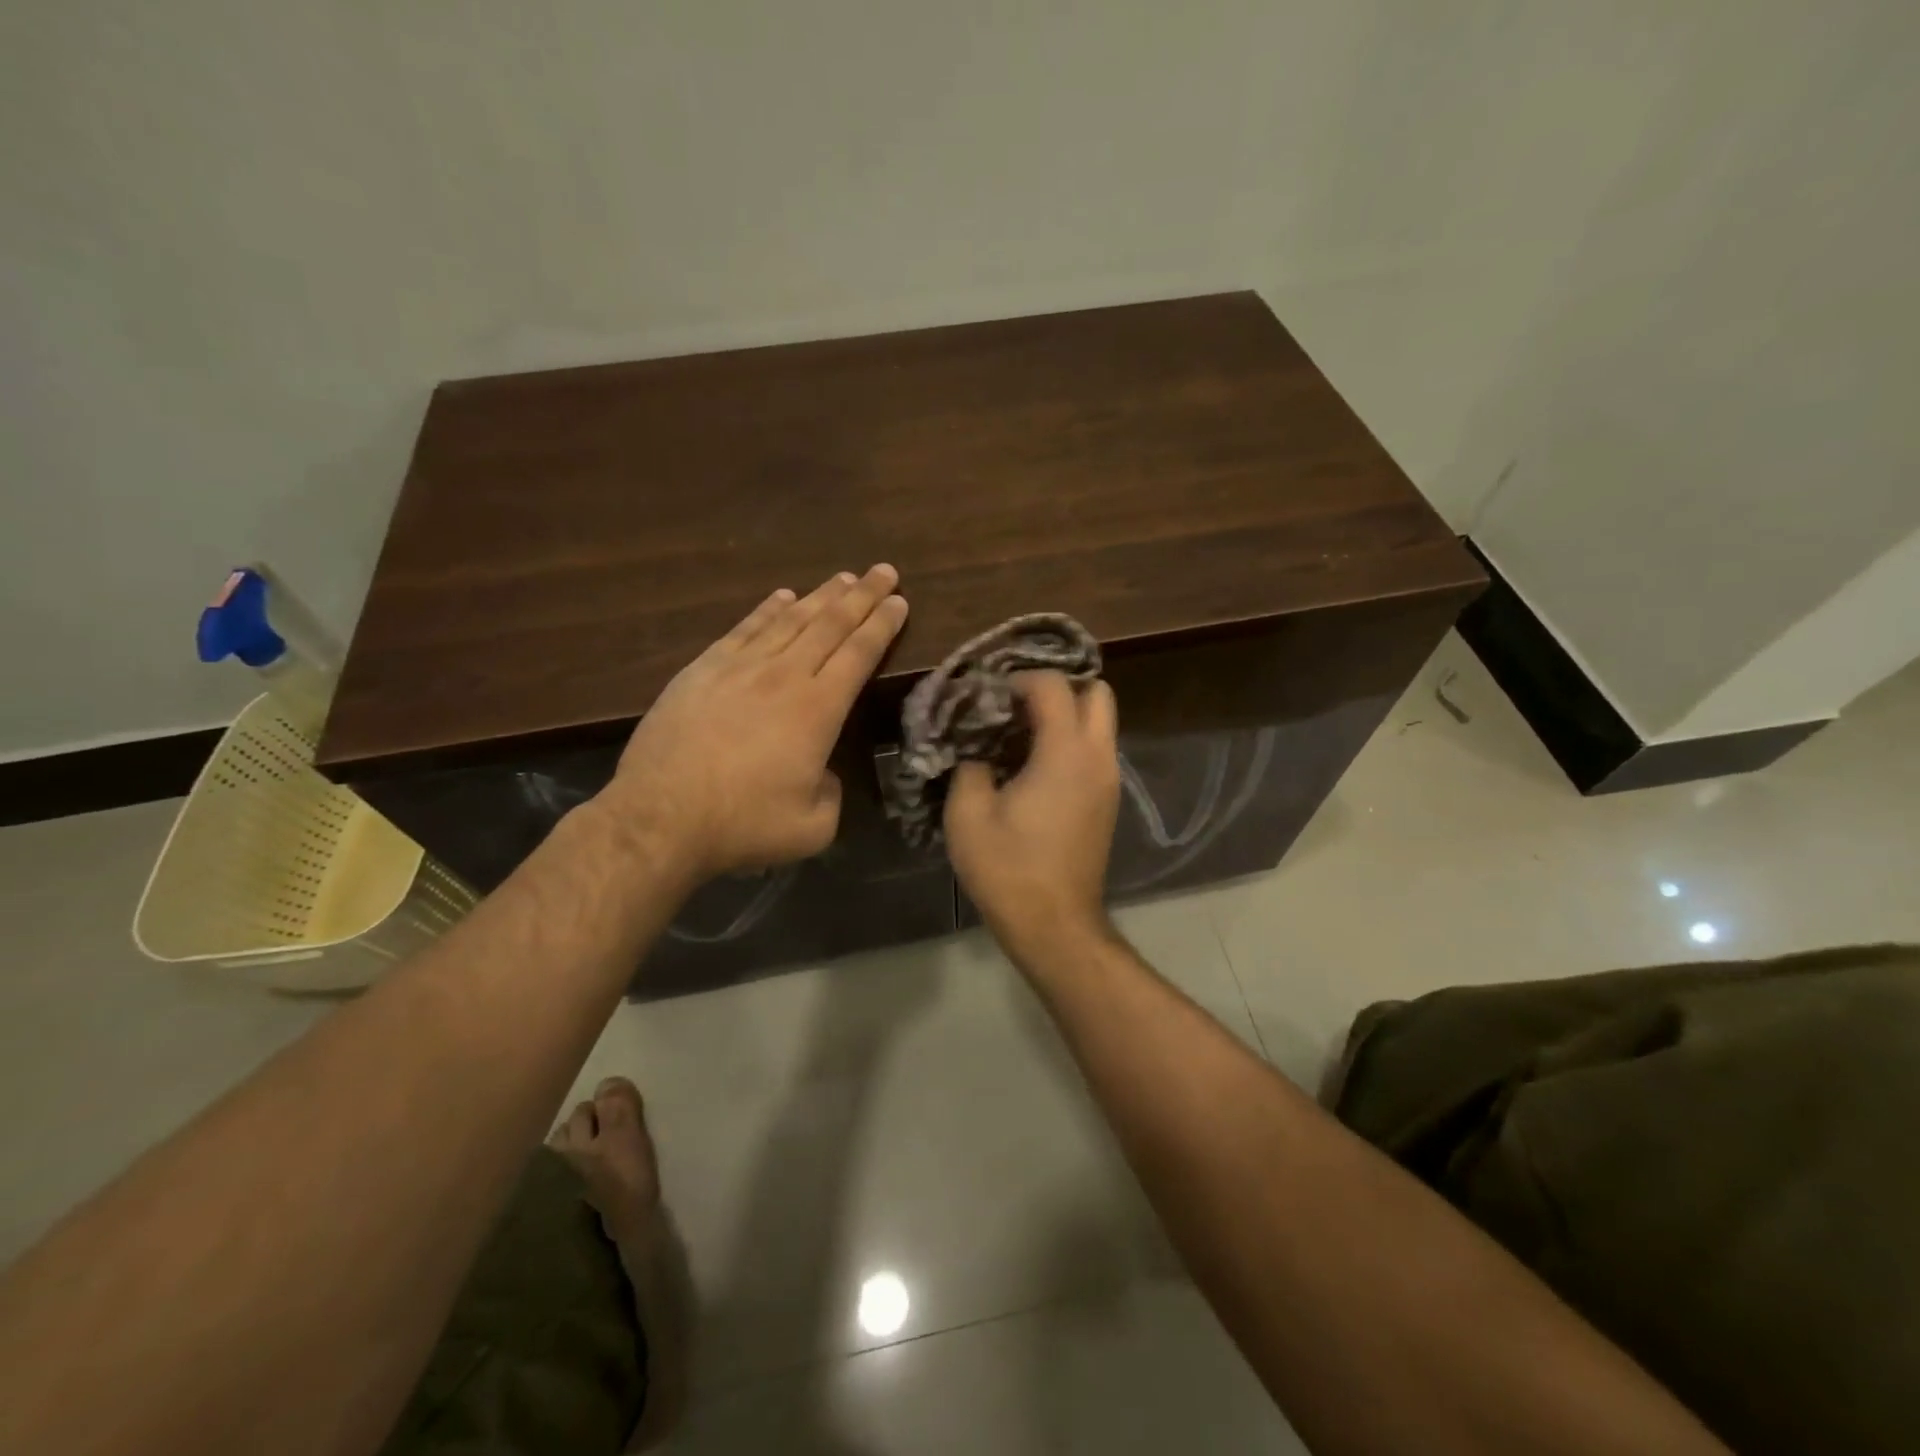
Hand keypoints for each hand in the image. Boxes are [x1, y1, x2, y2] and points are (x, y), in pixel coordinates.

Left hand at [597, 565, 907, 879]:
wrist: (660, 818)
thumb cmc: (742, 824)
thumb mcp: (813, 827)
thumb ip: (832, 792)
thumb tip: (822, 771)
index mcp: (818, 710)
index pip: (859, 654)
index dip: (882, 625)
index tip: (900, 601)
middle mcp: (784, 676)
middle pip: (830, 624)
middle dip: (862, 595)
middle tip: (884, 571)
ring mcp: (740, 668)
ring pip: (790, 619)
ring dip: (821, 595)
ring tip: (843, 578)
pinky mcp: (703, 670)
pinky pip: (744, 629)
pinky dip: (767, 609)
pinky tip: (782, 596)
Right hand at [944, 671, 1120, 957]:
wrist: (1055, 925)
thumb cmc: (1009, 869)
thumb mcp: (968, 814)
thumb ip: (969, 767)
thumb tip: (976, 752)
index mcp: (1066, 752)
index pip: (1054, 685)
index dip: (1019, 679)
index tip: (989, 696)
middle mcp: (1098, 757)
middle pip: (1097, 692)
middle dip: (1058, 688)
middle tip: (1016, 705)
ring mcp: (1109, 781)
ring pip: (1100, 722)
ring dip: (1066, 715)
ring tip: (1019, 734)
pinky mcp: (1107, 802)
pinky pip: (1095, 750)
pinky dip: (1071, 742)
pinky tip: (1032, 766)